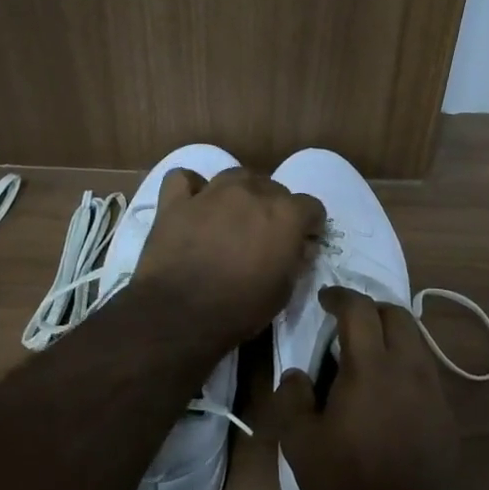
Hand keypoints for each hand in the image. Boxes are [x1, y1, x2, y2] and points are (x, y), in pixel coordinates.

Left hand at [134, 165, 325, 347]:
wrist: (180, 314)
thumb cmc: (240, 308)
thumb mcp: (283, 291)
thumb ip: (296, 260)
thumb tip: (301, 246)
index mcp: (285, 214)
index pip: (312, 206)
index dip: (309, 225)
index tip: (301, 242)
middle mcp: (252, 192)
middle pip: (274, 187)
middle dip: (274, 208)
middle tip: (263, 235)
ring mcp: (212, 192)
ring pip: (235, 175)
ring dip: (240, 193)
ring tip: (232, 216)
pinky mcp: (176, 200)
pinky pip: (185, 179)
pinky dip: (192, 188)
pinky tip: (193, 204)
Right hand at [275, 286, 478, 489]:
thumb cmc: (354, 483)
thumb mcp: (302, 447)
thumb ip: (292, 402)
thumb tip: (296, 375)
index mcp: (371, 366)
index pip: (359, 309)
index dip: (340, 296)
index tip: (325, 297)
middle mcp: (408, 365)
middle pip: (396, 313)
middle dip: (371, 308)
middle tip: (347, 322)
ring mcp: (432, 386)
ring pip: (415, 337)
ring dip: (391, 331)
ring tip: (367, 351)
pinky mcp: (444, 409)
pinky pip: (424, 364)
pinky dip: (404, 357)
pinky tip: (388, 386)